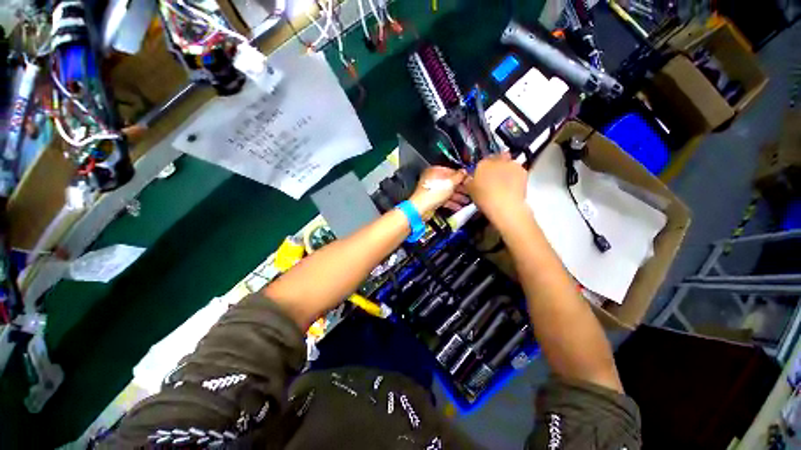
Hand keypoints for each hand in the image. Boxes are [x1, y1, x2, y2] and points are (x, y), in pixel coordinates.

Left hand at [409, 166, 469, 219]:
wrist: (421, 208)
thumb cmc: (434, 193)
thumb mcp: (449, 183)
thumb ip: (459, 176)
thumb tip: (464, 171)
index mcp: (435, 171)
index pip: (451, 171)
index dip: (461, 176)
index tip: (469, 181)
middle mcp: (433, 179)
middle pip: (450, 183)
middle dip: (461, 188)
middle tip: (470, 192)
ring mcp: (432, 190)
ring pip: (448, 192)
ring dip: (458, 197)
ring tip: (467, 202)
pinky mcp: (432, 200)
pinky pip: (444, 200)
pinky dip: (451, 203)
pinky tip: (459, 207)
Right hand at [466, 152, 527, 222]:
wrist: (505, 205)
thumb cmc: (485, 198)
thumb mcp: (470, 190)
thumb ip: (469, 181)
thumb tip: (469, 179)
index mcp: (482, 163)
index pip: (481, 163)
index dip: (481, 171)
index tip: (481, 178)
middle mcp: (497, 160)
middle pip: (495, 160)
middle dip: (494, 168)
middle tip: (492, 180)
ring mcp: (511, 164)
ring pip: (507, 164)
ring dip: (505, 171)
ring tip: (503, 185)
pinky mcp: (523, 171)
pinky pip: (517, 171)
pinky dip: (514, 177)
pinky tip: (511, 187)